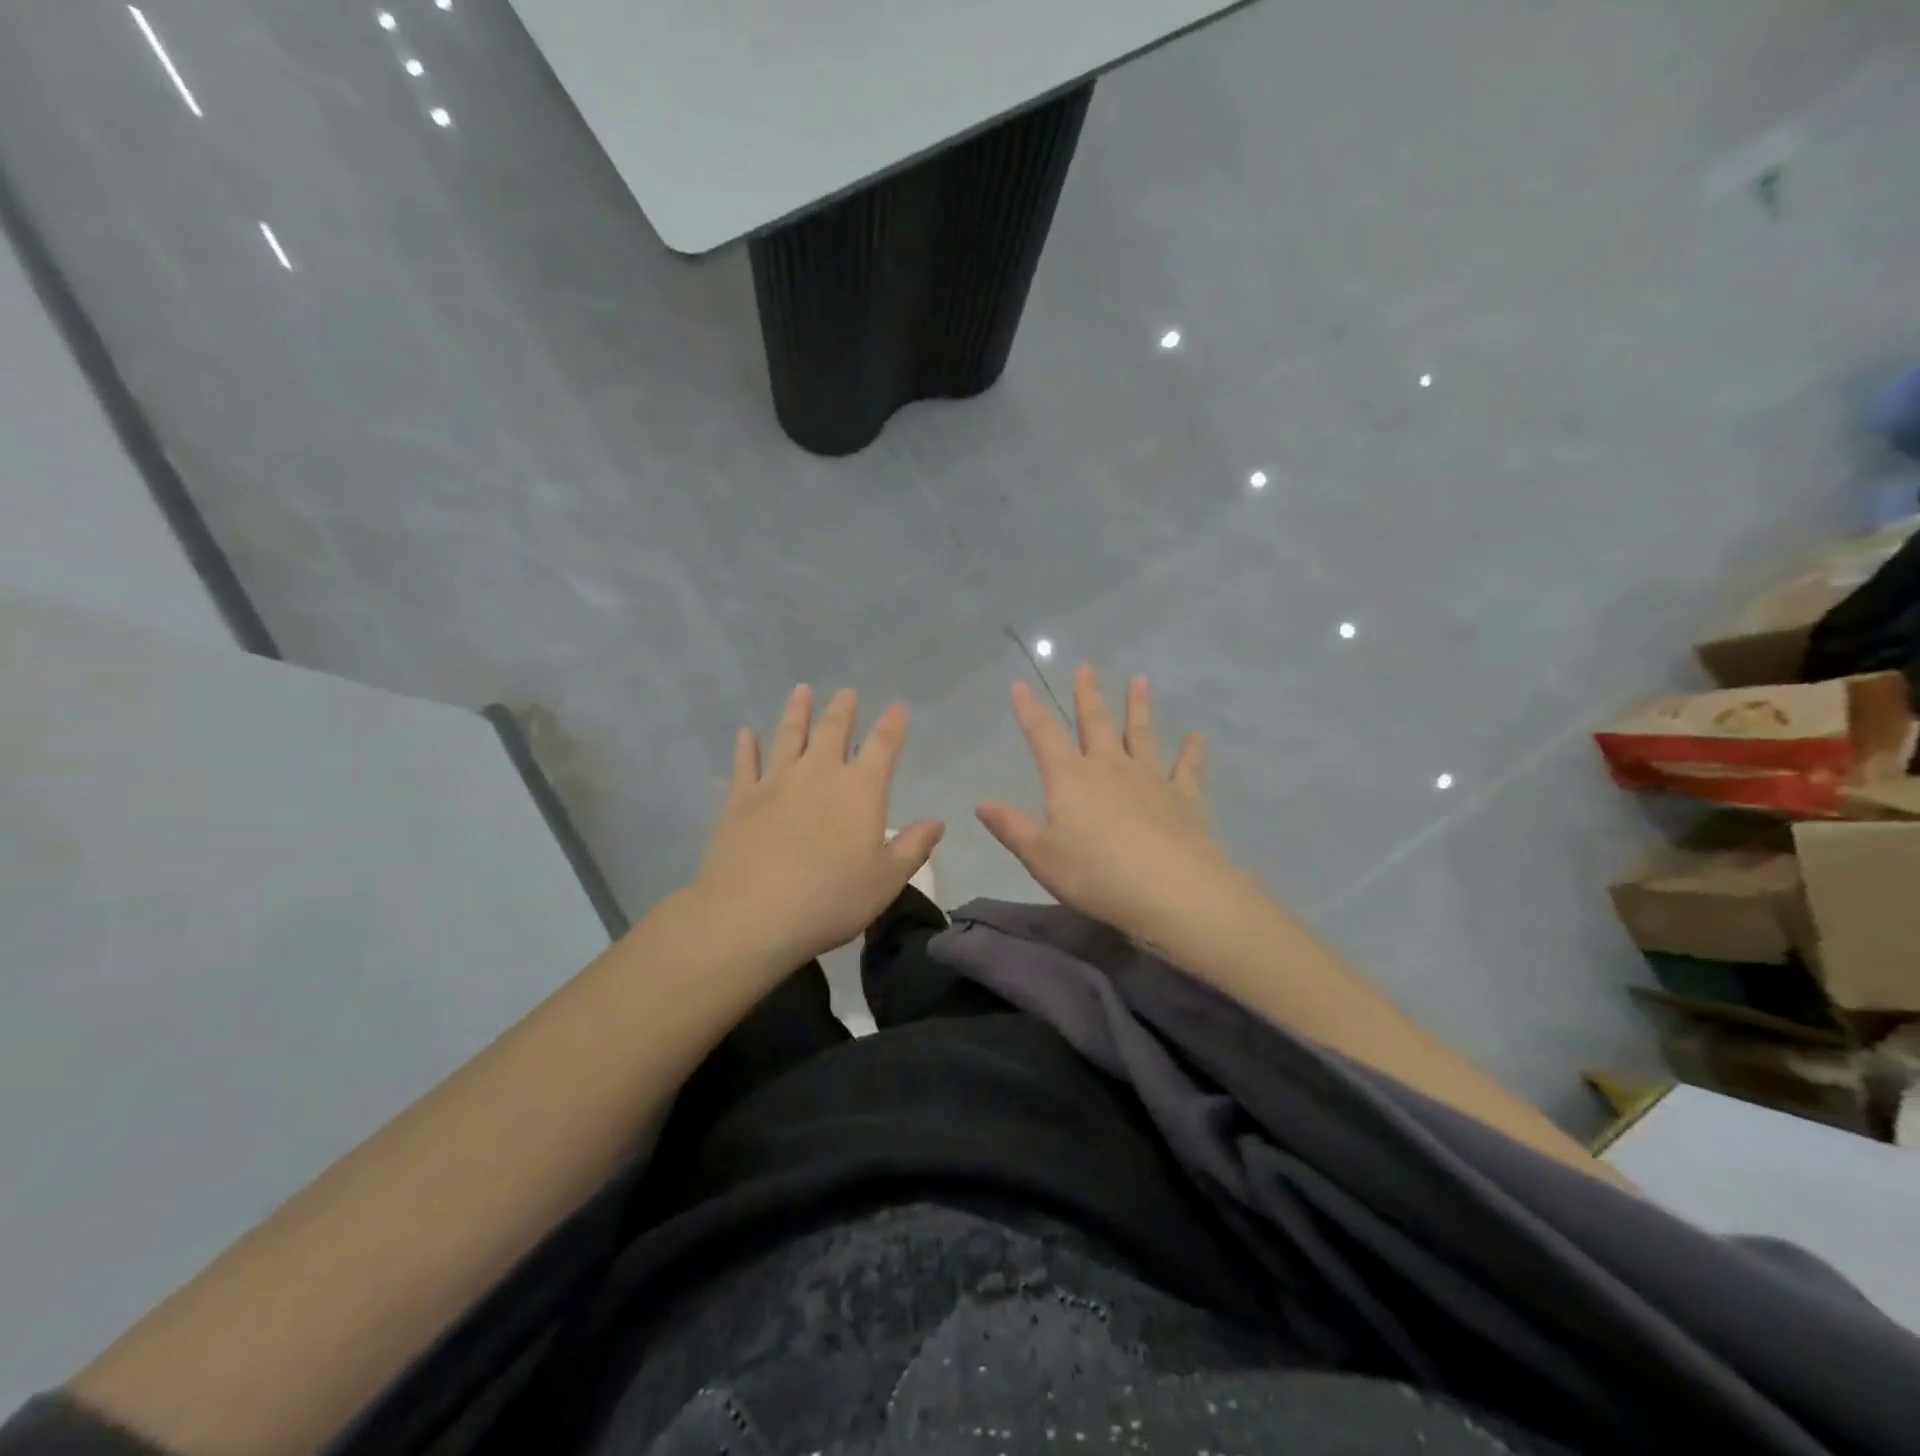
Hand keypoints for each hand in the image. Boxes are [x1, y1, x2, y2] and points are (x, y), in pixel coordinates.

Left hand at [696, 685, 943, 966]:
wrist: (752, 915)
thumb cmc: (830, 899)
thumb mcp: (886, 880)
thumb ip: (913, 847)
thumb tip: (937, 822)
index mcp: (860, 790)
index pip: (882, 745)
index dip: (893, 724)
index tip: (898, 707)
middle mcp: (818, 774)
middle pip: (832, 731)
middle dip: (842, 709)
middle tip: (846, 692)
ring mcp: (775, 782)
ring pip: (788, 736)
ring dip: (797, 712)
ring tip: (801, 691)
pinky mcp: (740, 800)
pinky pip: (745, 764)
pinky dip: (746, 747)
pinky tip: (745, 734)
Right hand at [977, 664, 1231, 938]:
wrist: (1171, 890)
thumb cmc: (1096, 874)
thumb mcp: (1041, 856)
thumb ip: (1012, 827)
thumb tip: (981, 804)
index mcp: (1071, 779)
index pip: (1044, 735)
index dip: (1029, 710)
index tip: (1020, 686)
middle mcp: (1109, 768)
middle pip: (1096, 724)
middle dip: (1088, 695)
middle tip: (1087, 667)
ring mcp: (1150, 779)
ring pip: (1141, 735)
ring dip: (1139, 708)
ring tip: (1140, 680)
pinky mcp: (1183, 798)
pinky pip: (1187, 769)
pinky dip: (1192, 752)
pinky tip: (1198, 737)